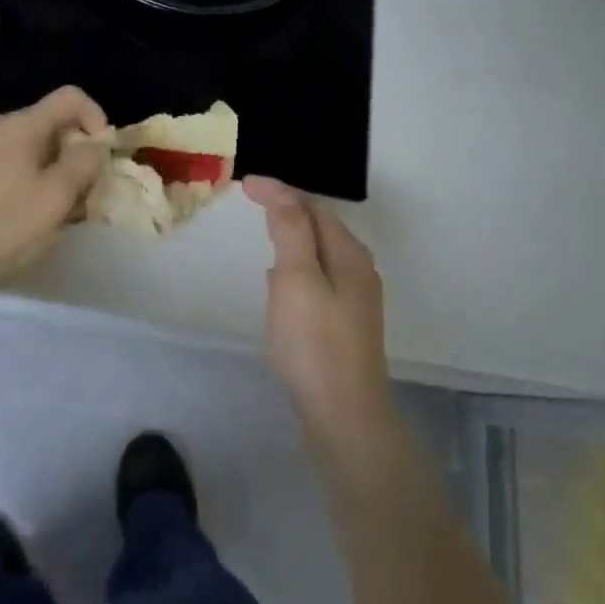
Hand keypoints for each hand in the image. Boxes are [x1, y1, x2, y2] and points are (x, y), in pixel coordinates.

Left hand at [0, 86, 111, 277]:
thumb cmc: (3, 219)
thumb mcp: (55, 196)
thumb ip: (83, 164)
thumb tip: (94, 145)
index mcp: (23, 124)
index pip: (70, 97)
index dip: (95, 116)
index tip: (101, 151)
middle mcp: (0, 125)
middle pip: (51, 124)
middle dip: (74, 151)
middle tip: (83, 189)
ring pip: (29, 145)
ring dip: (51, 167)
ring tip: (55, 207)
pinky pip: (7, 160)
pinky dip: (25, 176)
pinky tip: (22, 210)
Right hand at [245, 176, 396, 453]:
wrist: (346, 419)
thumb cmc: (315, 343)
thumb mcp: (297, 278)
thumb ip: (291, 230)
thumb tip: (281, 191)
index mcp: (349, 253)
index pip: (312, 206)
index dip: (279, 190)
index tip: (245, 184)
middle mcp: (359, 270)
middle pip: (321, 225)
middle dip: (289, 208)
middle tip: (255, 201)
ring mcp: (356, 300)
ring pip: (321, 252)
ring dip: (294, 236)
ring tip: (267, 232)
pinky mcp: (347, 325)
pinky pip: (320, 277)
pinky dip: (299, 265)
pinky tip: (282, 283)